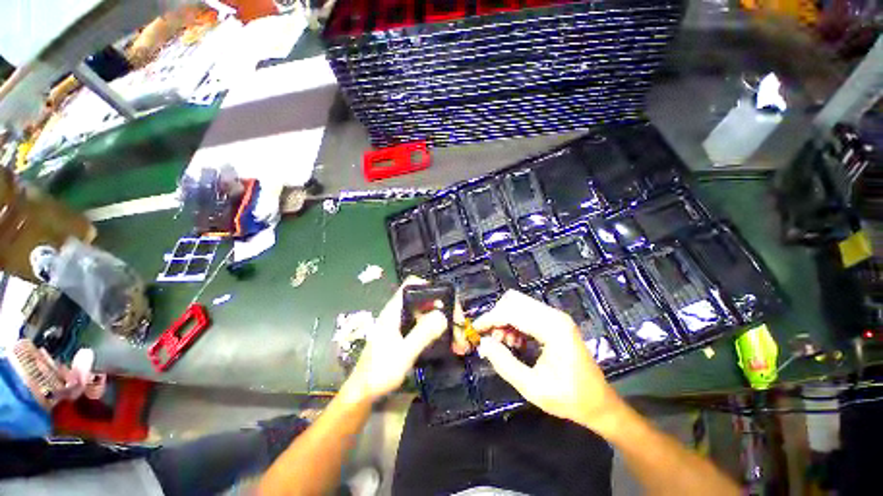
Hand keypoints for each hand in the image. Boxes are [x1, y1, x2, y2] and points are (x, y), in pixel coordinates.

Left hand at [344, 277, 447, 402]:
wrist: (364, 393)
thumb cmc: (379, 371)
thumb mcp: (403, 353)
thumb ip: (422, 334)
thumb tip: (442, 316)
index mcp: (394, 310)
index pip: (411, 284)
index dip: (430, 286)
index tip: (447, 300)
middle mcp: (399, 313)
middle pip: (425, 300)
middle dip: (444, 310)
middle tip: (459, 326)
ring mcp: (403, 324)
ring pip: (428, 315)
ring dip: (444, 324)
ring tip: (459, 341)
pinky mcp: (406, 335)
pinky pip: (426, 328)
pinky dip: (439, 334)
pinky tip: (450, 346)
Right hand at [474, 291, 624, 433]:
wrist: (599, 403)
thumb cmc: (569, 398)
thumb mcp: (532, 387)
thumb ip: (504, 363)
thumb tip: (483, 343)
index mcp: (553, 328)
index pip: (512, 311)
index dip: (490, 319)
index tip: (474, 330)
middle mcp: (554, 315)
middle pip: (514, 300)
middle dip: (496, 317)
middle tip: (490, 339)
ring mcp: (555, 316)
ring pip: (518, 304)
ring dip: (504, 320)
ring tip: (502, 343)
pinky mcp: (554, 321)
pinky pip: (526, 312)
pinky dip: (513, 323)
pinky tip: (514, 342)